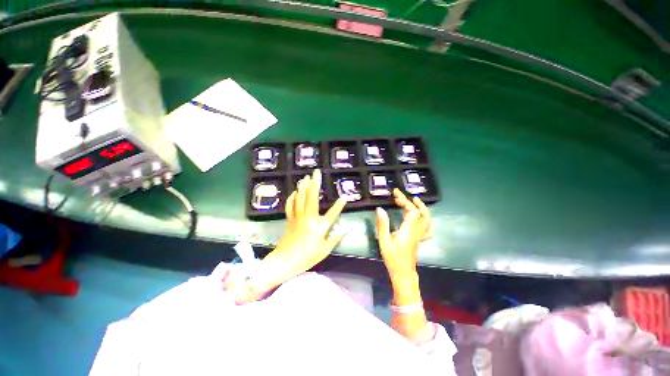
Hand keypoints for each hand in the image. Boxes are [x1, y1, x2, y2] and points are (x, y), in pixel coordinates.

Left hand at [228, 169, 346, 302]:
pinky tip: (294, 191)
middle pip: (312, 198)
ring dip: (303, 187)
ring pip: (300, 198)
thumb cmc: (307, 257)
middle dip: (315, 184)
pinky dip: (292, 197)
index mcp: (319, 227)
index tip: (345, 197)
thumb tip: (346, 229)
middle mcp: (309, 218)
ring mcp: (297, 217)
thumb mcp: (324, 251)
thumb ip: (335, 238)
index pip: (332, 214)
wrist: (284, 261)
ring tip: (305, 177)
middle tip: (316, 172)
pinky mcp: (289, 219)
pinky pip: (290, 205)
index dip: (339, 205)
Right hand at [375, 189, 433, 279]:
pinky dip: (426, 220)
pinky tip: (422, 218)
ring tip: (414, 201)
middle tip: (402, 196)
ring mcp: (420, 235)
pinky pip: (428, 229)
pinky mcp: (419, 239)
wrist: (403, 272)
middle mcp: (417, 231)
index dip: (404, 200)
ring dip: (422, 208)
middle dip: (414, 202)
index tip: (395, 194)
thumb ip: (382, 224)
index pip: (411, 210)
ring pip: (427, 219)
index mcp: (408, 230)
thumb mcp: (384, 240)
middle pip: (421, 213)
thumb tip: (380, 209)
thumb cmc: (392, 257)